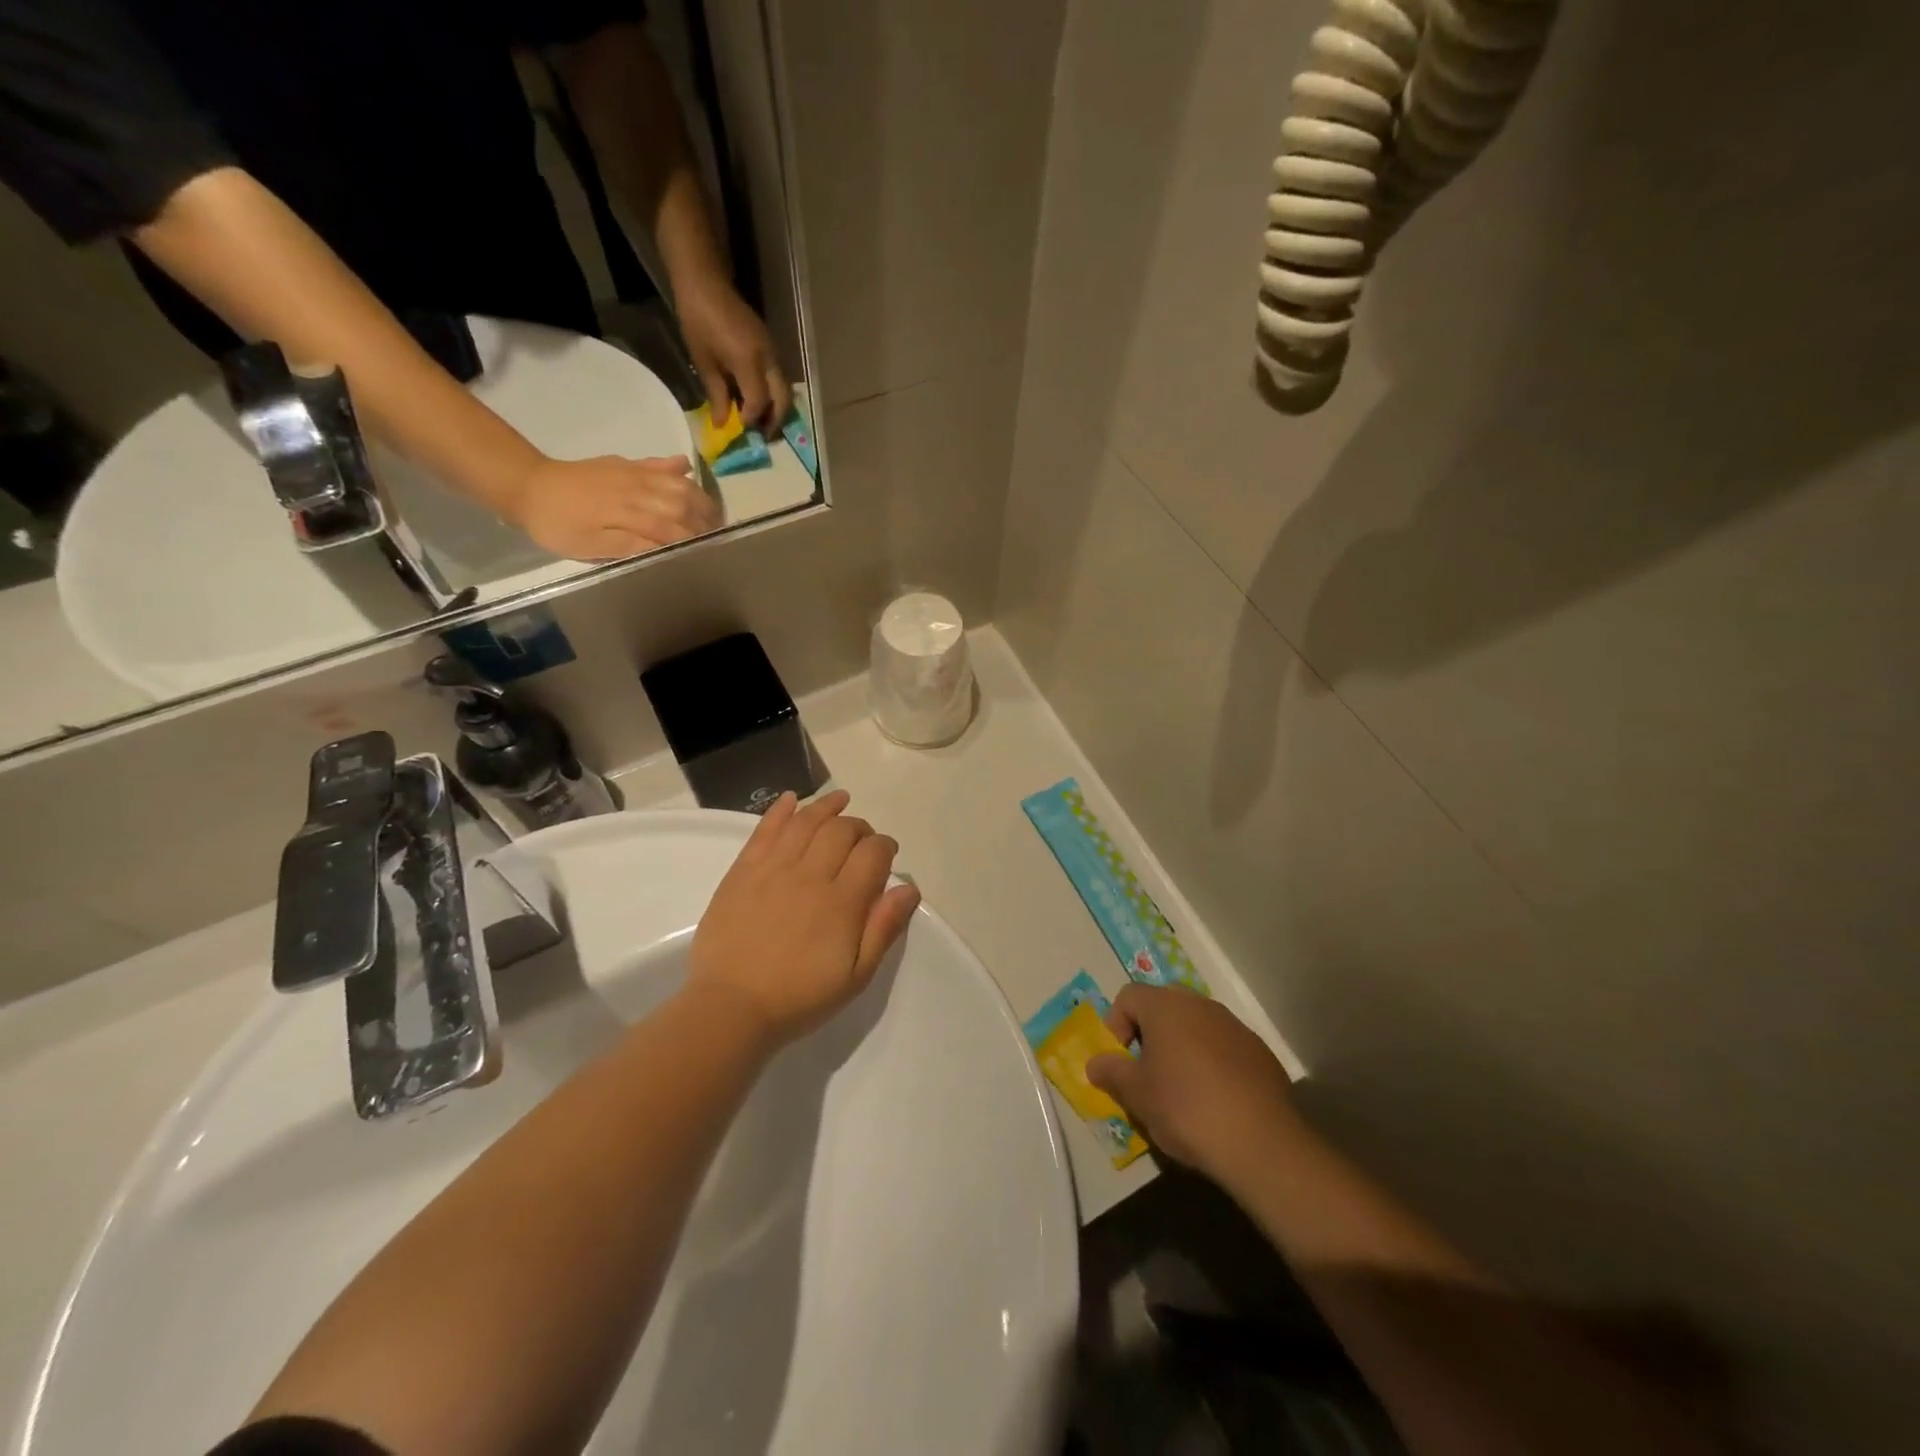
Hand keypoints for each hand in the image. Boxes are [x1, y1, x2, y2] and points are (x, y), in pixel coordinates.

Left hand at [507, 455, 719, 561]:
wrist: (528, 486)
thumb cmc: (558, 526)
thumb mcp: (589, 547)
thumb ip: (628, 547)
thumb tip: (665, 549)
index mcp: (630, 513)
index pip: (675, 528)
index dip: (694, 541)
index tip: (710, 553)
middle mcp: (638, 489)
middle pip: (684, 502)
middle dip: (705, 519)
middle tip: (719, 536)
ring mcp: (633, 473)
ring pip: (677, 483)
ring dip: (699, 497)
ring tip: (712, 513)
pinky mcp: (626, 465)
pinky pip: (658, 464)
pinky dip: (676, 467)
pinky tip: (688, 470)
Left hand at [673, 267, 792, 431]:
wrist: (705, 282)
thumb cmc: (698, 320)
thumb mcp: (704, 361)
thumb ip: (717, 395)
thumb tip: (723, 424)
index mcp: (748, 361)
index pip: (759, 401)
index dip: (752, 419)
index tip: (741, 429)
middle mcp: (767, 358)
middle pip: (783, 399)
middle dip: (775, 420)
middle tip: (763, 435)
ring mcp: (773, 351)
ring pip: (785, 390)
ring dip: (777, 409)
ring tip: (762, 421)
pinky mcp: (771, 347)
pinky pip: (779, 378)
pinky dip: (774, 394)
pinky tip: (759, 400)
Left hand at [687, 790, 920, 1048]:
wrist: (730, 1008)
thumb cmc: (799, 997)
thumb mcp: (855, 976)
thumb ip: (883, 929)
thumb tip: (909, 888)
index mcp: (842, 902)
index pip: (873, 853)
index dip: (885, 846)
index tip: (887, 853)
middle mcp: (810, 875)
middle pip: (842, 830)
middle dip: (859, 826)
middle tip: (862, 838)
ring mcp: (773, 869)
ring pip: (806, 821)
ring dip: (827, 807)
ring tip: (839, 801)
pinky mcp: (743, 871)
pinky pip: (765, 829)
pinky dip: (780, 809)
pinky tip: (791, 799)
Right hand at [1086, 985, 1300, 1186]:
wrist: (1261, 1143)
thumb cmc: (1186, 1108)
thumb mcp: (1136, 1095)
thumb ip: (1111, 1072)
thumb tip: (1097, 1063)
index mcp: (1166, 1006)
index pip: (1128, 996)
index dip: (1115, 1025)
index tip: (1120, 1061)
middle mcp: (1200, 1005)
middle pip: (1163, 1006)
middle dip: (1150, 1034)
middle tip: (1147, 1072)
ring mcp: (1234, 1026)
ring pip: (1196, 1026)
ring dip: (1182, 1048)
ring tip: (1181, 1090)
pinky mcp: (1260, 1052)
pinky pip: (1224, 1047)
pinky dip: (1212, 1063)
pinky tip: (1215, 1100)